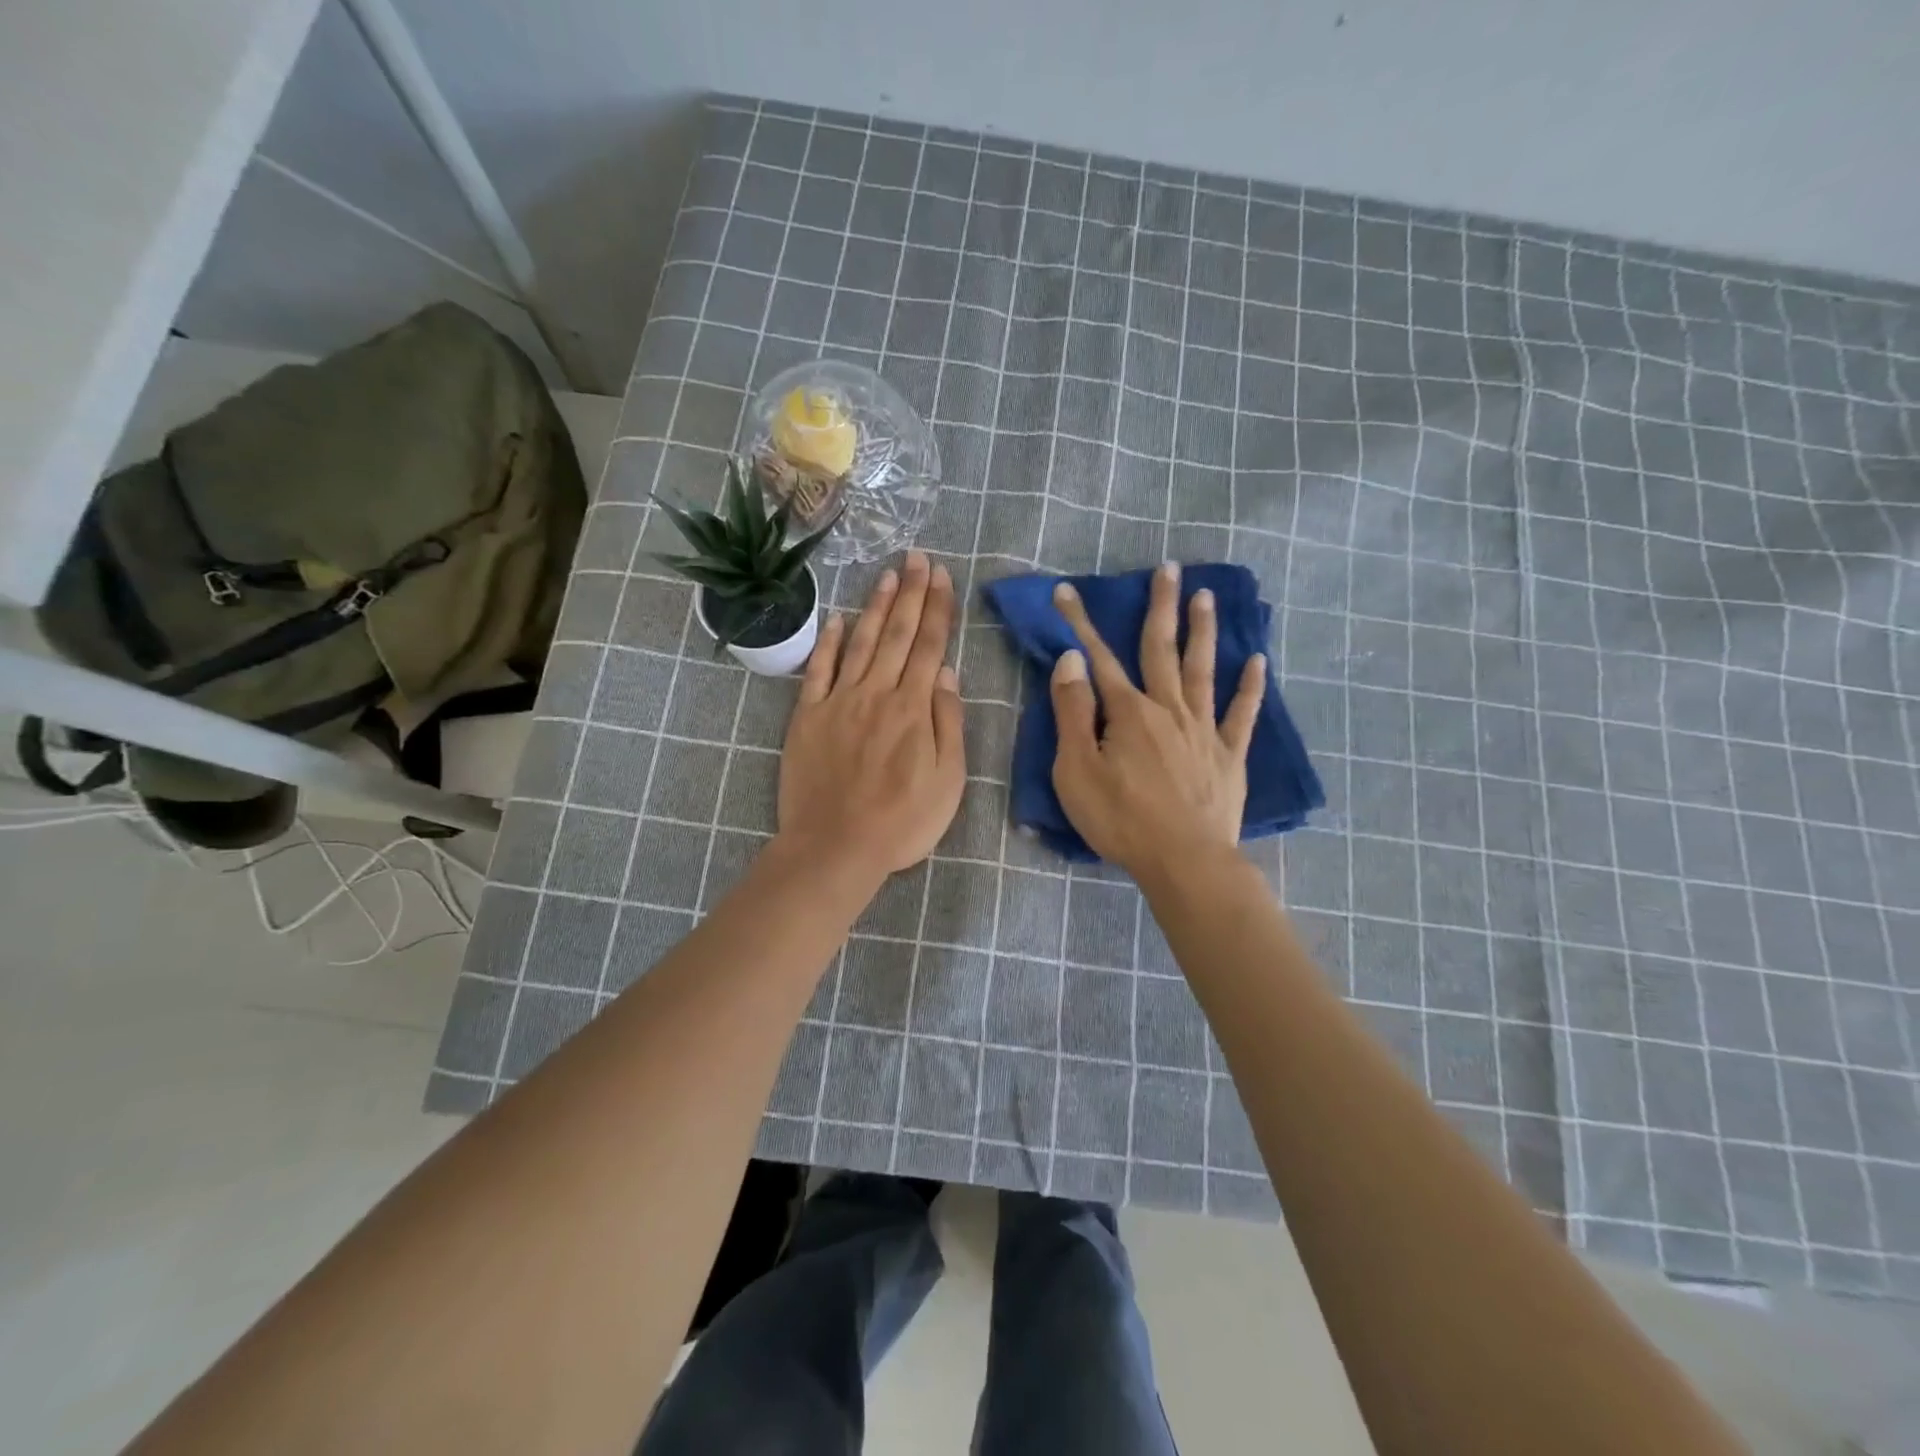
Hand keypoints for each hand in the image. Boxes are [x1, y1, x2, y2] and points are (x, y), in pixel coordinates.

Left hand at [778, 550, 965, 878]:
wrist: (835, 847)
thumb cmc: (901, 822)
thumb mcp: (948, 781)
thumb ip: (949, 723)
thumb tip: (947, 674)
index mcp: (913, 709)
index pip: (929, 646)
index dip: (937, 608)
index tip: (942, 576)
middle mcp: (876, 693)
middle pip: (896, 634)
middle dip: (911, 592)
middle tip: (918, 556)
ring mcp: (838, 702)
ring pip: (860, 642)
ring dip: (875, 606)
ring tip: (887, 574)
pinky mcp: (807, 717)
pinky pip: (818, 670)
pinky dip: (828, 642)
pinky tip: (838, 619)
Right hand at [1049, 562, 1265, 882]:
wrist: (1185, 861)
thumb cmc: (1121, 820)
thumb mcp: (1077, 770)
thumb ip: (1073, 713)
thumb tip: (1072, 661)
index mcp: (1129, 713)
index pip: (1098, 658)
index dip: (1080, 623)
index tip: (1067, 591)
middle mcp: (1169, 709)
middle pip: (1162, 649)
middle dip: (1162, 606)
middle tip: (1169, 567)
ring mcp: (1204, 730)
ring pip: (1203, 669)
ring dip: (1203, 631)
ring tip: (1207, 596)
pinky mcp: (1229, 755)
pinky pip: (1242, 713)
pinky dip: (1250, 686)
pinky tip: (1258, 660)